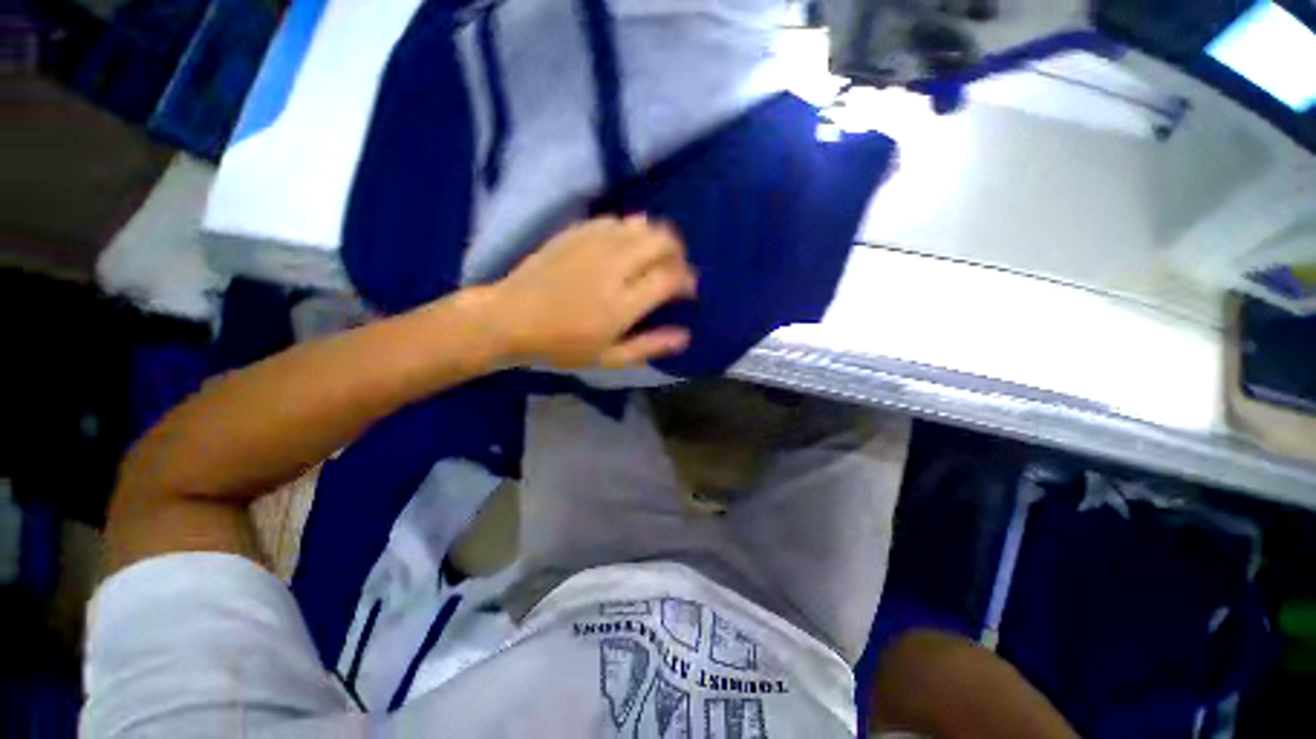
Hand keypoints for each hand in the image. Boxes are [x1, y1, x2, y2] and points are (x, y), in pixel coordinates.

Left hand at [482, 215, 697, 369]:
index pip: (671, 277)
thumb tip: (685, 335)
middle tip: (673, 271)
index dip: (688, 282)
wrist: (509, 319)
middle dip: (678, 253)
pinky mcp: (576, 232)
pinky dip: (629, 231)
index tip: (687, 292)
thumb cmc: (561, 346)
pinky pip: (616, 220)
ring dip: (656, 239)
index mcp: (623, 302)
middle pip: (663, 240)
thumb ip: (649, 346)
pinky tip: (623, 248)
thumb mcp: (608, 359)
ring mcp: (594, 244)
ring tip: (652, 258)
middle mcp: (614, 266)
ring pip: (642, 224)